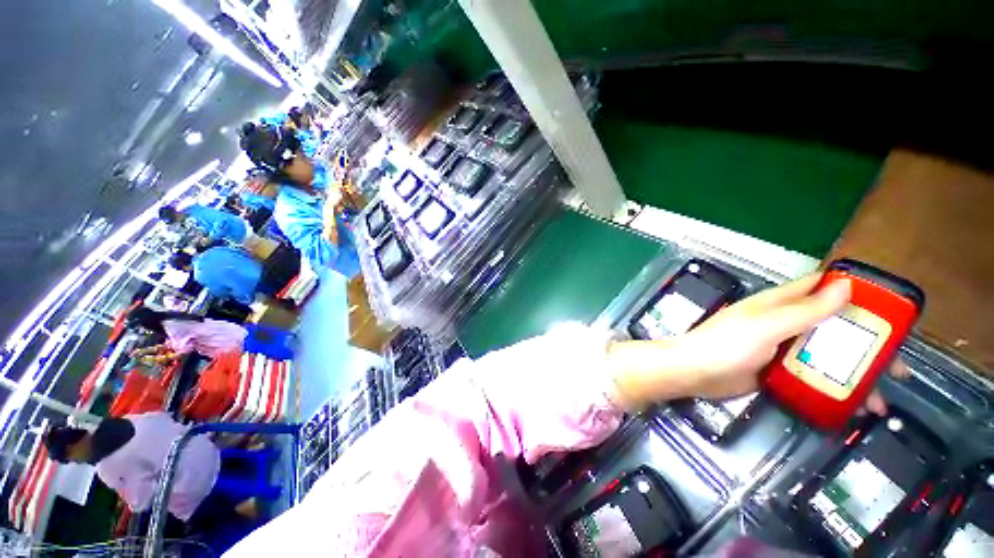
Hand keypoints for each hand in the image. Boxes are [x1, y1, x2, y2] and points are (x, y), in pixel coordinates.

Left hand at [607, 274, 906, 412]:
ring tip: (882, 397)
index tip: (891, 308)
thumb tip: (845, 285)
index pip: (820, 289)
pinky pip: (813, 376)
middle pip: (832, 327)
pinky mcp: (778, 371)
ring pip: (827, 355)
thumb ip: (803, 310)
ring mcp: (781, 349)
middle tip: (899, 367)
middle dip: (867, 343)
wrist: (693, 373)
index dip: (855, 293)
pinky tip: (854, 405)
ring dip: (855, 372)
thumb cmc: (725, 345)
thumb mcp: (766, 325)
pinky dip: (834, 387)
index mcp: (778, 304)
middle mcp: (783, 323)